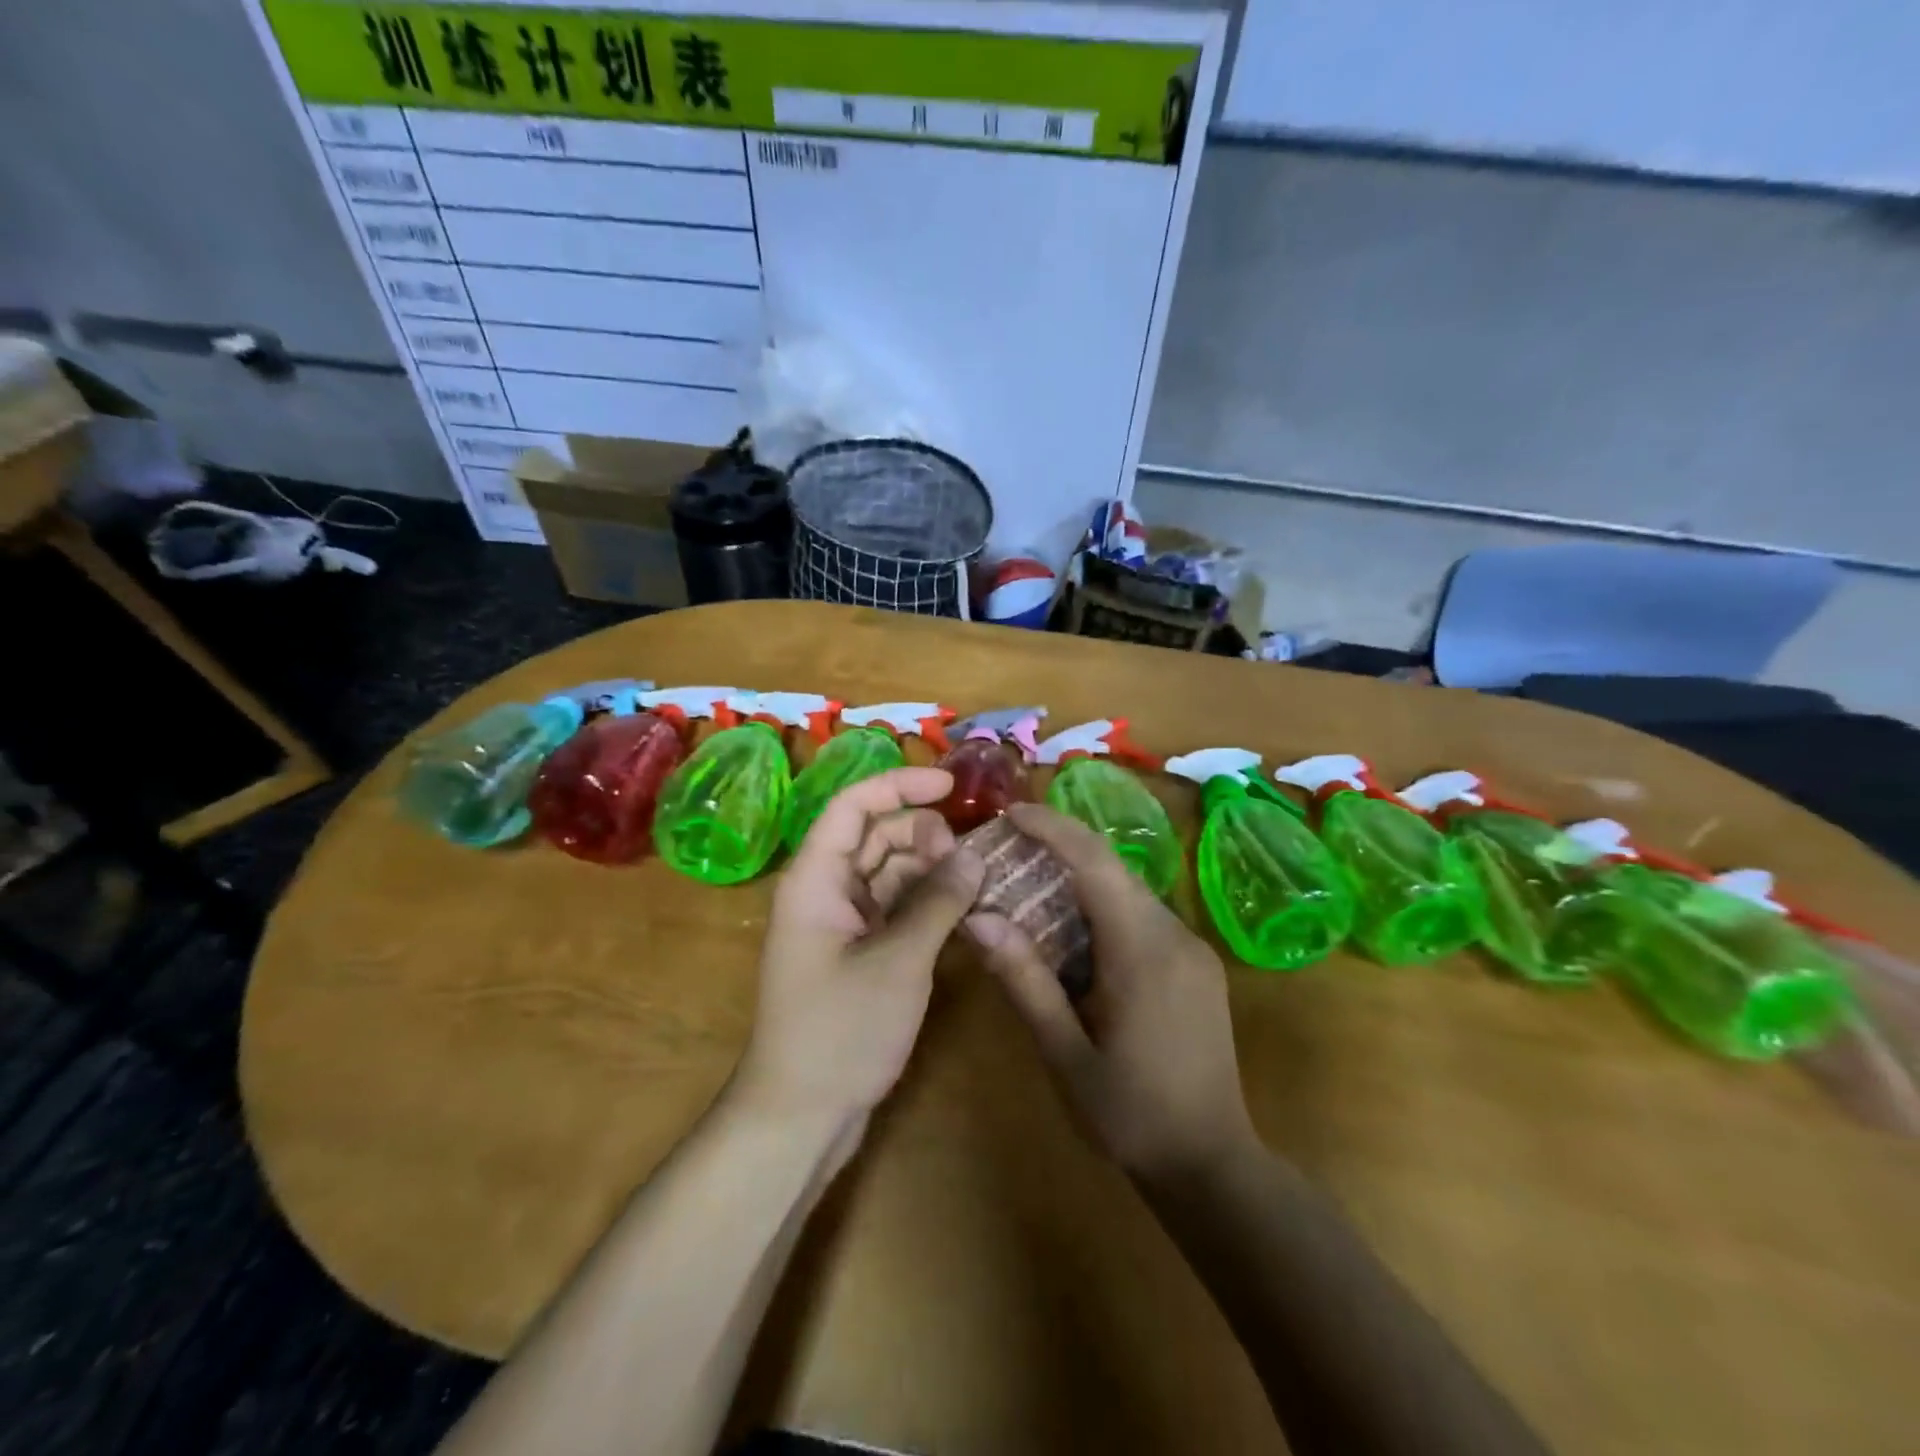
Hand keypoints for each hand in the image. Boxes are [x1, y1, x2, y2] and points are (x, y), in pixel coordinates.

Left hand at [734, 767, 985, 1144]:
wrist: (801, 1116)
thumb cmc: (840, 1032)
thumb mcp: (898, 962)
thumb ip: (937, 902)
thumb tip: (974, 856)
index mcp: (816, 878)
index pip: (854, 805)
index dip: (900, 784)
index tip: (952, 785)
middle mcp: (826, 890)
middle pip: (876, 835)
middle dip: (924, 834)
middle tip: (970, 859)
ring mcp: (843, 922)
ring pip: (890, 871)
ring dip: (931, 869)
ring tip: (977, 881)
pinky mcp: (860, 951)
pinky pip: (896, 906)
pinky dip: (927, 902)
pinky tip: (964, 909)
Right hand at [964, 803, 1256, 1184]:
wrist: (1213, 1166)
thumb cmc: (1131, 1115)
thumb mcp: (1066, 1054)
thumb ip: (1025, 982)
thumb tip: (978, 920)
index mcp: (1143, 951)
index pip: (1095, 863)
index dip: (1052, 828)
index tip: (1009, 812)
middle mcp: (1174, 935)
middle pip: (1112, 870)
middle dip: (1059, 850)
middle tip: (1006, 851)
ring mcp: (1191, 949)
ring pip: (1127, 891)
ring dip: (1079, 880)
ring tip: (1029, 889)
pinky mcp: (1195, 965)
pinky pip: (1142, 917)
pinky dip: (1101, 908)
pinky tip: (1072, 934)